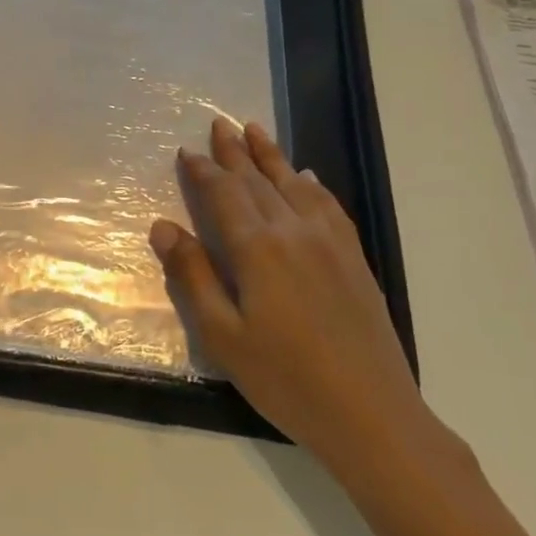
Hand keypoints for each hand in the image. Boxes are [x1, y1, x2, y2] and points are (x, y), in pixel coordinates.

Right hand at [150, 117, 437, 473]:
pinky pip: (329, 206)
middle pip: (258, 181)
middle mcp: (295, 232)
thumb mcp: (222, 335)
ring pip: (295, 185)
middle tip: (219, 123)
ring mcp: (330, 242)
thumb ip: (193, 276)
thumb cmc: (284, 378)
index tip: (188, 151)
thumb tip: (164, 227)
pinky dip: (312, 185)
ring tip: (255, 130)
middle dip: (235, 152)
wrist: (371, 413)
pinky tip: (306, 178)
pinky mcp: (354, 258)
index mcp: (258, 249)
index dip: (204, 171)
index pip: (224, 194)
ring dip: (272, 156)